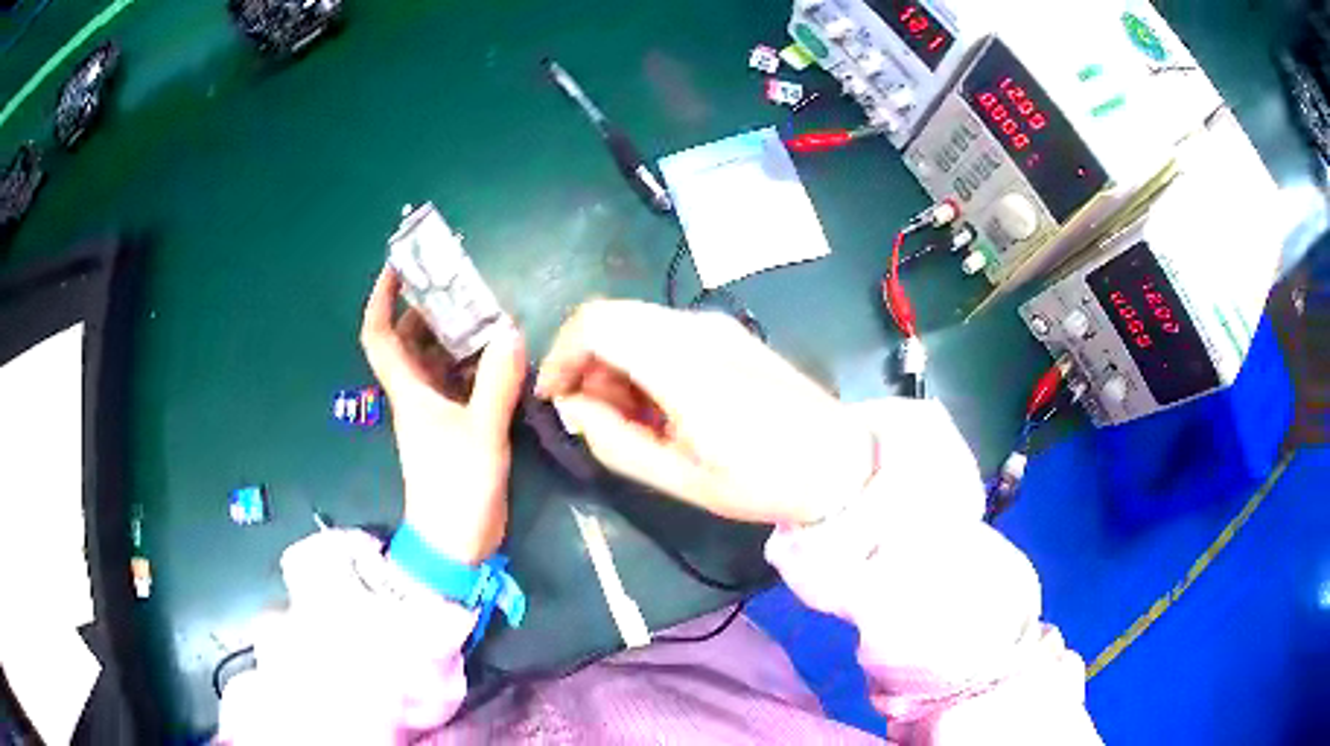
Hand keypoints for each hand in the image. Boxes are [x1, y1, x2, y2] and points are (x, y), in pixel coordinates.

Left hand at [360, 266, 526, 564]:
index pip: (379, 336)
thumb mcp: (481, 432)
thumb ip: (496, 383)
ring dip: (454, 335)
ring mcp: (435, 411)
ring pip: (435, 361)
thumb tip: (511, 332)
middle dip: (427, 308)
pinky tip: (499, 355)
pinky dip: (473, 364)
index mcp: (408, 391)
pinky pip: (458, 382)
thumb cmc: (457, 487)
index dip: (381, 298)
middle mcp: (416, 394)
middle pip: (409, 341)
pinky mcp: (454, 427)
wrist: (456, 542)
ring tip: (486, 311)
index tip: (397, 265)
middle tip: (460, 283)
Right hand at [535, 300, 874, 525]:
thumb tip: (573, 407)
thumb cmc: (762, 480)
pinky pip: (662, 331)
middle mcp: (696, 327)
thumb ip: (614, 440)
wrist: (840, 460)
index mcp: (683, 363)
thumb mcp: (680, 477)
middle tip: (590, 415)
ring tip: (627, 417)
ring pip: (635, 321)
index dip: (561, 354)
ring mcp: (715, 325)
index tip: (555, 398)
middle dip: (584, 360)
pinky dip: (640, 359)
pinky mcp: (727, 332)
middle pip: (611, 316)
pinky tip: (657, 403)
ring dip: (613, 361)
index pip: (596, 323)